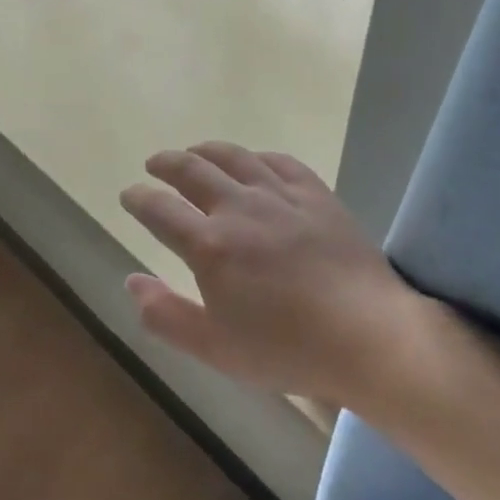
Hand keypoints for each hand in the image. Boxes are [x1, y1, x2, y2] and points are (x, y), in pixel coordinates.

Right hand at [119, 143, 426, 402]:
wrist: (371, 337)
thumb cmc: (287, 349)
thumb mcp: (214, 348)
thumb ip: (165, 315)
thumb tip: (132, 281)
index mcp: (209, 246)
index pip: (158, 209)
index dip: (138, 198)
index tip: (128, 195)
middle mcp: (239, 209)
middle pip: (192, 170)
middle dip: (166, 163)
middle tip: (154, 165)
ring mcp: (281, 197)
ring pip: (234, 157)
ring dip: (205, 151)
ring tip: (194, 153)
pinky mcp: (316, 195)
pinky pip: (280, 162)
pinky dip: (256, 157)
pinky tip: (253, 163)